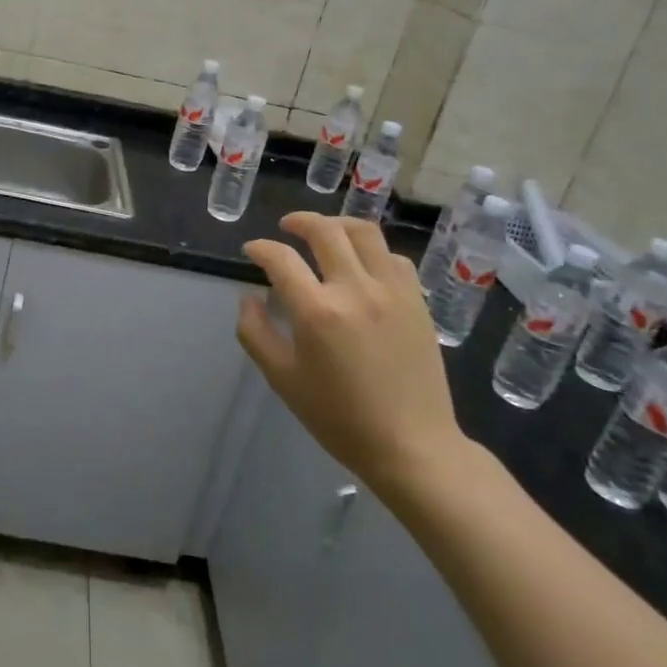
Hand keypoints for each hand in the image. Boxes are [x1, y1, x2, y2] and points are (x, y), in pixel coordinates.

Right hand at [236, 212, 474, 501]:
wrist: (411, 445)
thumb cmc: (339, 418)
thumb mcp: (282, 379)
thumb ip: (255, 333)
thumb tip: (249, 298)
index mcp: (317, 311)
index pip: (280, 258)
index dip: (260, 248)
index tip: (252, 251)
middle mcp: (355, 290)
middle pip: (325, 231)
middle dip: (299, 221)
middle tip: (285, 227)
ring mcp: (392, 292)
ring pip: (365, 233)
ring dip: (338, 224)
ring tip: (325, 232)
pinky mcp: (417, 301)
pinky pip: (393, 257)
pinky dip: (371, 250)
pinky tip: (362, 263)